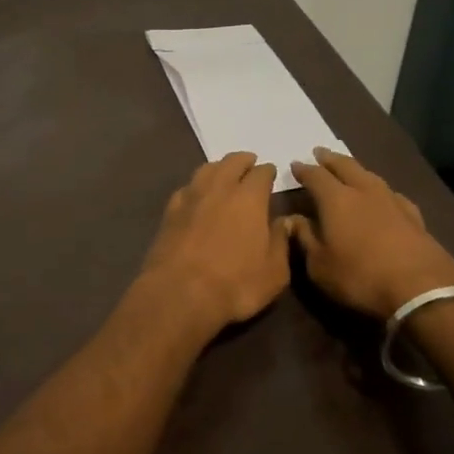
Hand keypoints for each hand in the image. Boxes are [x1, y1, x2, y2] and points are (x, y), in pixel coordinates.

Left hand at [133, 153, 289, 336]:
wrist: (179, 293)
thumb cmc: (235, 284)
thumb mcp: (274, 272)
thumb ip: (280, 242)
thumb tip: (283, 222)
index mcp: (249, 198)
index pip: (261, 173)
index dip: (268, 171)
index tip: (271, 172)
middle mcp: (219, 189)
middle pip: (231, 162)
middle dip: (243, 160)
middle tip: (249, 163)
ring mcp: (191, 197)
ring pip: (206, 169)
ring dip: (218, 167)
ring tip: (224, 172)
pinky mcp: (169, 212)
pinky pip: (186, 188)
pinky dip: (196, 186)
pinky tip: (196, 194)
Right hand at [286, 148, 453, 319]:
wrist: (421, 288)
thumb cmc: (360, 276)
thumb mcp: (320, 265)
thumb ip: (304, 238)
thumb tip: (291, 219)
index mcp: (336, 199)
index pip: (315, 176)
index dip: (303, 170)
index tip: (295, 165)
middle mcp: (364, 191)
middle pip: (345, 166)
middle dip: (330, 158)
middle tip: (320, 153)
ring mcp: (392, 200)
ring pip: (369, 175)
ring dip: (356, 169)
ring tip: (348, 169)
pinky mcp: (414, 216)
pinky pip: (392, 194)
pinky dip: (381, 191)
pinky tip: (384, 196)